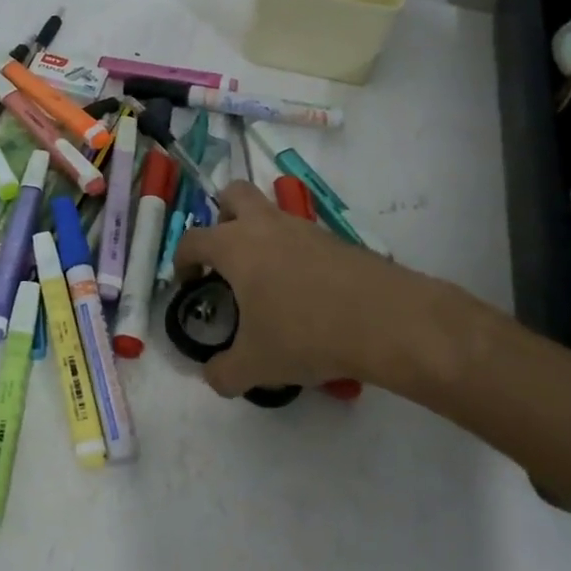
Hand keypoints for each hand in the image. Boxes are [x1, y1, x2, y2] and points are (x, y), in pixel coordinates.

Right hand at [174, 183, 472, 399]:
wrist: (387, 320)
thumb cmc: (306, 334)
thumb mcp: (257, 364)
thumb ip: (224, 372)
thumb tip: (213, 376)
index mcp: (234, 245)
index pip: (193, 239)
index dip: (182, 259)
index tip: (188, 282)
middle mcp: (266, 225)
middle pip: (234, 194)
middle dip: (222, 216)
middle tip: (225, 254)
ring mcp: (304, 228)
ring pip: (272, 211)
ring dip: (261, 234)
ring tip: (267, 280)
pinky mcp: (337, 240)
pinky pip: (303, 236)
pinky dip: (295, 254)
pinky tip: (305, 293)